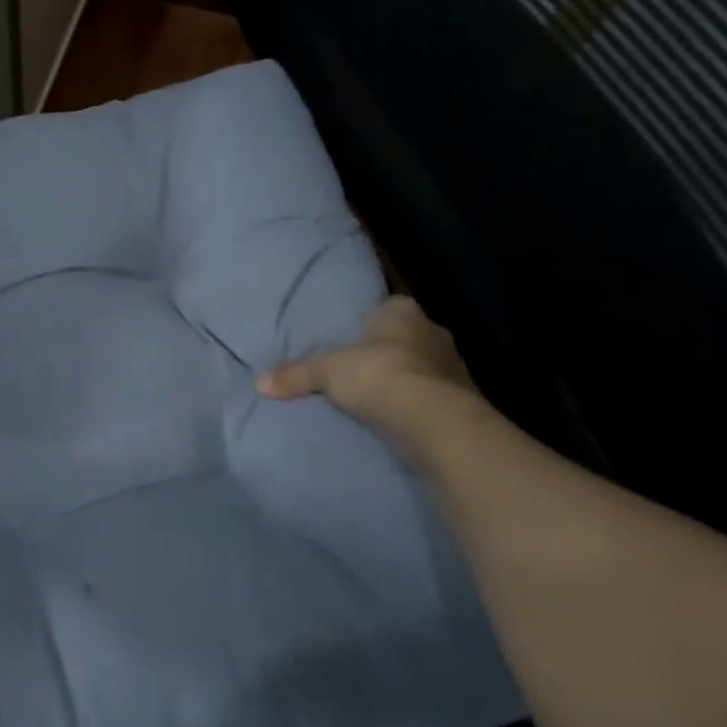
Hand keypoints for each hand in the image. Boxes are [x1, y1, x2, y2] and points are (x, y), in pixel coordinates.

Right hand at [257, 295, 475, 430]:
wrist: (432, 418)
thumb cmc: (377, 374)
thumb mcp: (326, 372)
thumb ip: (296, 374)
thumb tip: (259, 383)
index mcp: (403, 311)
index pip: (389, 308)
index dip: (373, 323)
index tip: (357, 340)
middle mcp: (434, 331)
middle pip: (409, 338)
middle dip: (392, 352)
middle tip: (366, 370)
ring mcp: (456, 366)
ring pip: (427, 367)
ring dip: (411, 380)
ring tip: (384, 398)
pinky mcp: (467, 400)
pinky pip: (439, 397)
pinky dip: (425, 406)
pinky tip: (406, 419)